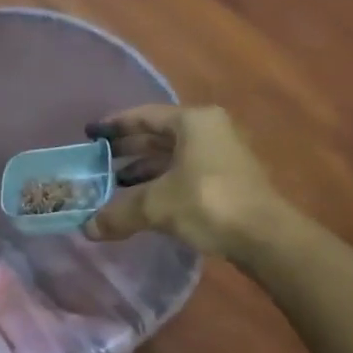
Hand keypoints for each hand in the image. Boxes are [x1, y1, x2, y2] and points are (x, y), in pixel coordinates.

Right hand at [83, 105, 278, 256]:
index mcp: (193, 122)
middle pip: (158, 136)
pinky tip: (142, 201)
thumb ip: (119, 213)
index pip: (144, 116)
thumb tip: (88, 229)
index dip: (115, 125)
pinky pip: (184, 173)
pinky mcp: (227, 180)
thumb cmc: (208, 204)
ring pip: (172, 157)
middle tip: (98, 161)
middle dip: (127, 150)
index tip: (91, 134)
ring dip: (143, 170)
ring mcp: (221, 155)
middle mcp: (209, 130)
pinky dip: (161, 183)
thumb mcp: (156, 205)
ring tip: (114, 185)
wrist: (264, 236)